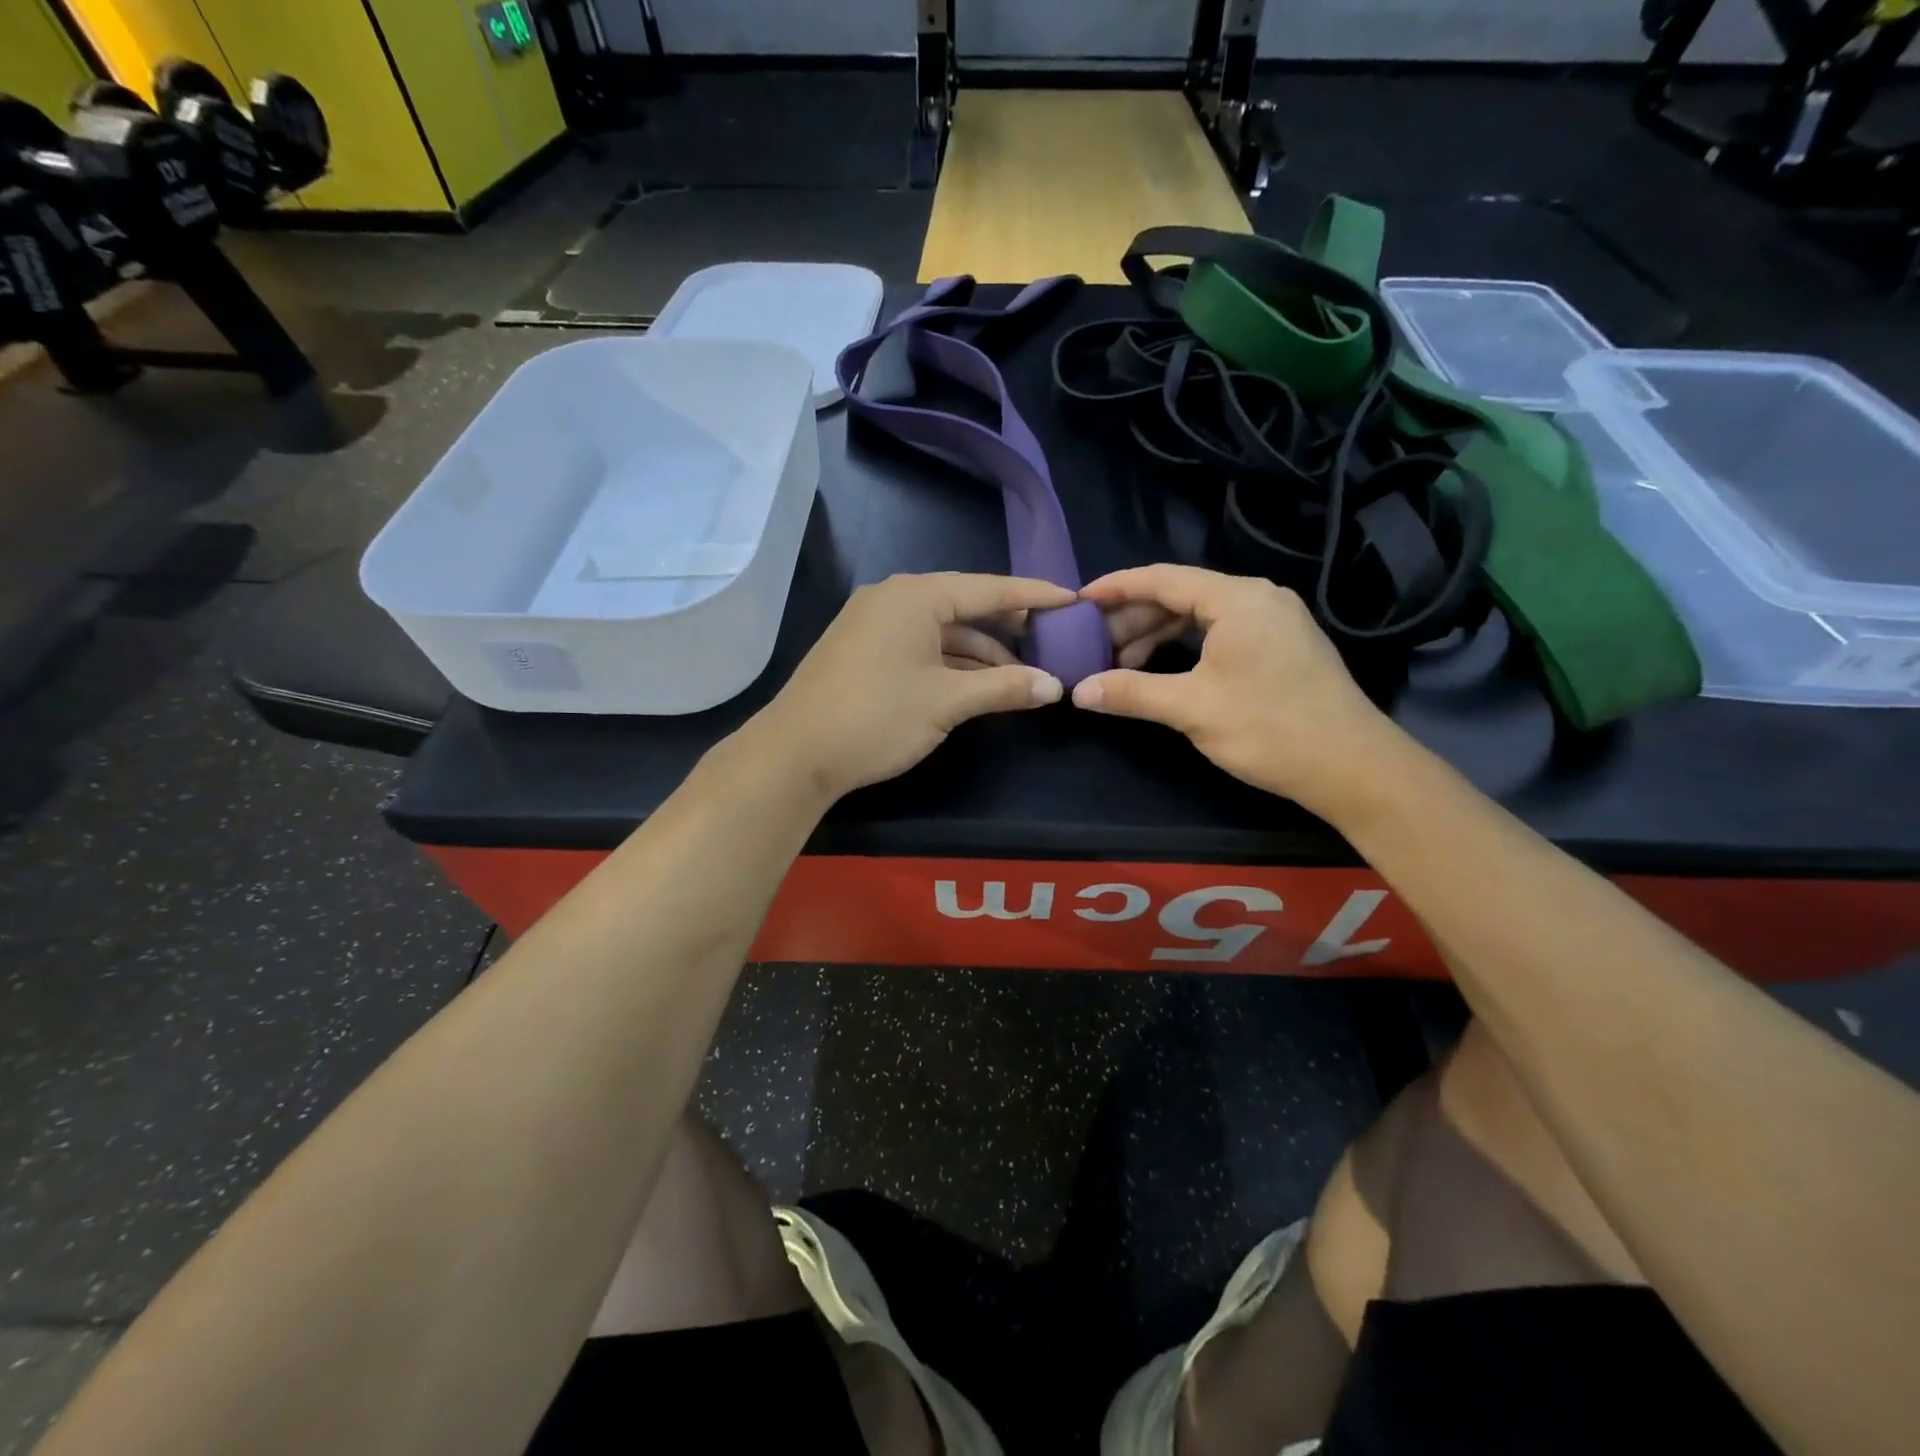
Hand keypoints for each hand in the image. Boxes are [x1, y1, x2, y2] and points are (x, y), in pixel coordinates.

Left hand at [753, 572, 1075, 800]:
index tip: (1072, 600)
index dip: (1034, 595)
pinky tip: (976, 683)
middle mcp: (894, 598)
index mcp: (916, 596)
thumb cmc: (876, 717)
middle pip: (965, 605)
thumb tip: (1054, 686)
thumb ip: (1004, 687)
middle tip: (1050, 640)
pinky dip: (950, 661)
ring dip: (980, 652)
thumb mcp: (947, 701)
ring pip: (941, 630)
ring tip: (1021, 676)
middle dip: (1008, 627)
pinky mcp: (863, 648)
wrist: (795, 753)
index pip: (989, 588)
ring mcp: (874, 622)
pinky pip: (920, 644)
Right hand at [1075, 564, 1401, 818]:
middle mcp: (1257, 598)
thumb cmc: (1270, 729)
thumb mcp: (1192, 708)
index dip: (1115, 588)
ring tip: (1121, 665)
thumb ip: (1132, 692)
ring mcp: (1273, 620)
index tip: (1078, 602)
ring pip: (1200, 616)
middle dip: (1133, 619)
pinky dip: (1185, 647)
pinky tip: (1162, 670)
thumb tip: (1079, 690)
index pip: (1162, 578)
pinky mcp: (1280, 645)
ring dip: (1157, 636)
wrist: (1352, 767)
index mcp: (1237, 599)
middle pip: (1180, 595)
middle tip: (1094, 646)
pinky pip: (1219, 632)